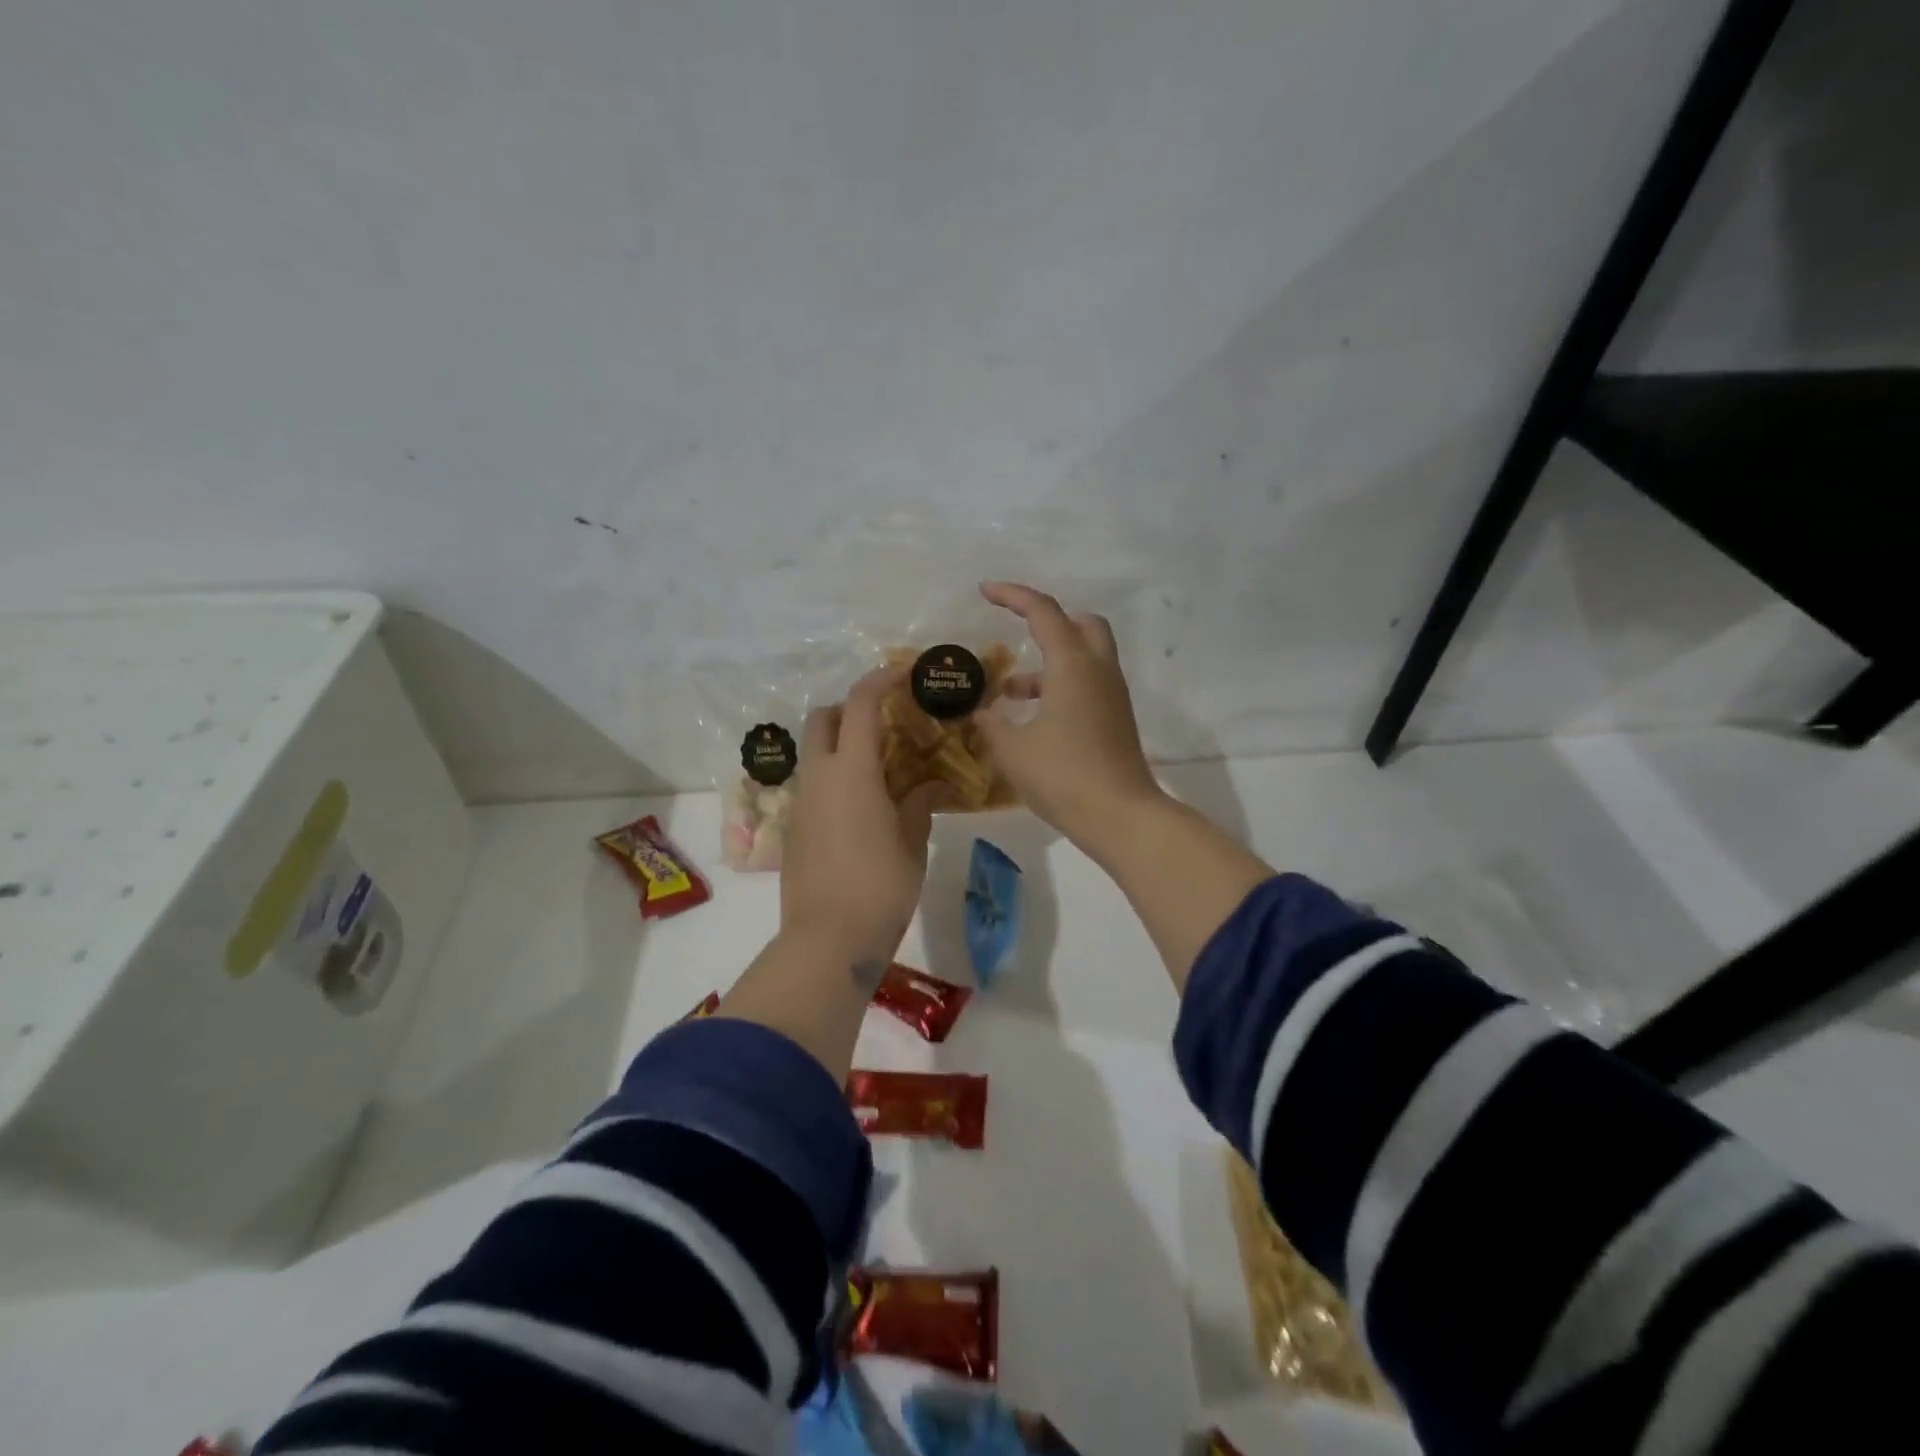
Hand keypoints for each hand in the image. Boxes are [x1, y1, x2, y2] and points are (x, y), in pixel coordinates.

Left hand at [781, 666, 945, 968]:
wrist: (827, 940)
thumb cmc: (880, 886)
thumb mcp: (911, 842)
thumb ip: (920, 803)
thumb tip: (934, 784)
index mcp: (851, 771)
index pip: (860, 704)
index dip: (880, 680)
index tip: (903, 673)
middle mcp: (819, 777)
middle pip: (822, 718)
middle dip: (849, 708)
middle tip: (885, 722)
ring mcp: (801, 803)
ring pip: (814, 752)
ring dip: (841, 744)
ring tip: (880, 767)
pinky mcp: (794, 829)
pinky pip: (814, 784)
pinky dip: (835, 776)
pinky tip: (863, 805)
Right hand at [971, 581, 1164, 851]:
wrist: (1120, 816)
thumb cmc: (1062, 775)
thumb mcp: (1012, 749)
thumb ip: (992, 724)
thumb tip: (982, 712)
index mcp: (1072, 664)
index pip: (1043, 612)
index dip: (1012, 595)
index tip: (985, 592)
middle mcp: (1098, 670)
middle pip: (1081, 624)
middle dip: (1049, 622)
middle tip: (1019, 635)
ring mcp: (1113, 696)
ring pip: (1085, 658)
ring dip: (1049, 664)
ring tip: (1008, 693)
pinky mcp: (1116, 720)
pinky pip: (1088, 686)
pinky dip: (1061, 688)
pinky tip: (1033, 720)